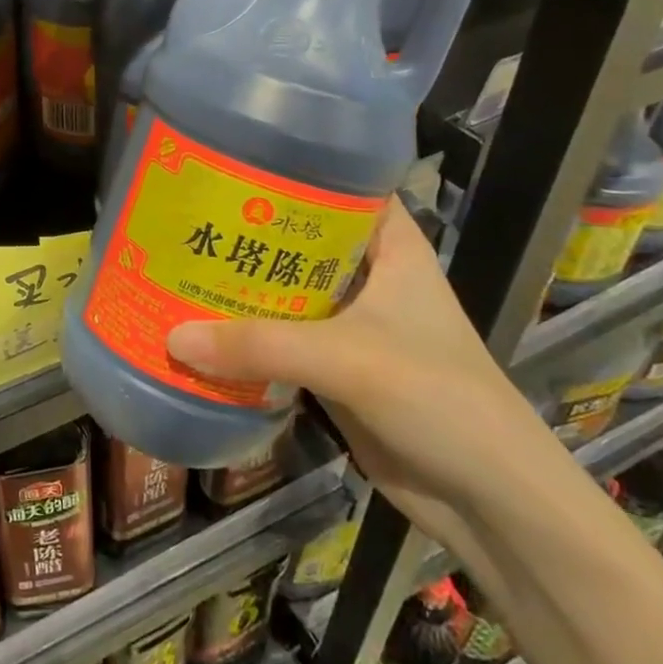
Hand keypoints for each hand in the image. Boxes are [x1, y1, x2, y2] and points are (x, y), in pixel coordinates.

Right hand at [165, 200, 566, 554]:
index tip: (228, 161)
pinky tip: (198, 325)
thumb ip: (259, 345)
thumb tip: (171, 336)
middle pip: (299, 239)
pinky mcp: (335, 368)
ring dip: (239, 285)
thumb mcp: (347, 359)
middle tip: (184, 213)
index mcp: (391, 248)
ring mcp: (351, 324)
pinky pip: (280, 340)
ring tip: (175, 262)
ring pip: (285, 291)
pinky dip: (245, 335)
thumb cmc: (438, 399)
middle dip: (246, 230)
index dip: (288, 170)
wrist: (491, 502)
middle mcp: (369, 277)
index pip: (338, 185)